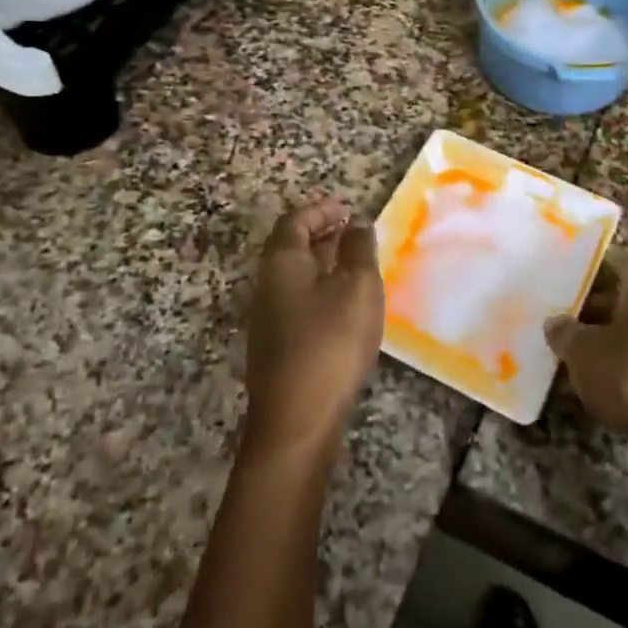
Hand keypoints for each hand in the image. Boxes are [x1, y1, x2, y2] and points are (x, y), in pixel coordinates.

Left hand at [242, 196, 385, 455]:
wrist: (297, 418)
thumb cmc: (330, 341)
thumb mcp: (358, 287)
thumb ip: (359, 250)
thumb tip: (357, 225)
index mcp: (282, 261)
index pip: (295, 220)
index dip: (321, 209)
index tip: (348, 209)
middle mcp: (268, 283)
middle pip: (291, 246)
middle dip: (322, 234)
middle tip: (354, 233)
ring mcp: (269, 316)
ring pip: (296, 275)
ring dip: (323, 262)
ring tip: (356, 265)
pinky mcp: (278, 344)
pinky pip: (299, 299)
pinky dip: (321, 288)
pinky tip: (345, 305)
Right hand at [545, 249, 627, 496]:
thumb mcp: (584, 349)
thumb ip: (565, 332)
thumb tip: (555, 323)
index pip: (622, 261)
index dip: (594, 261)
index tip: (563, 267)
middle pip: (620, 300)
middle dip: (585, 306)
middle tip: (548, 310)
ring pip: (622, 337)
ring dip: (592, 343)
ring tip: (553, 347)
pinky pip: (627, 370)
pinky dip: (604, 374)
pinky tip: (574, 385)